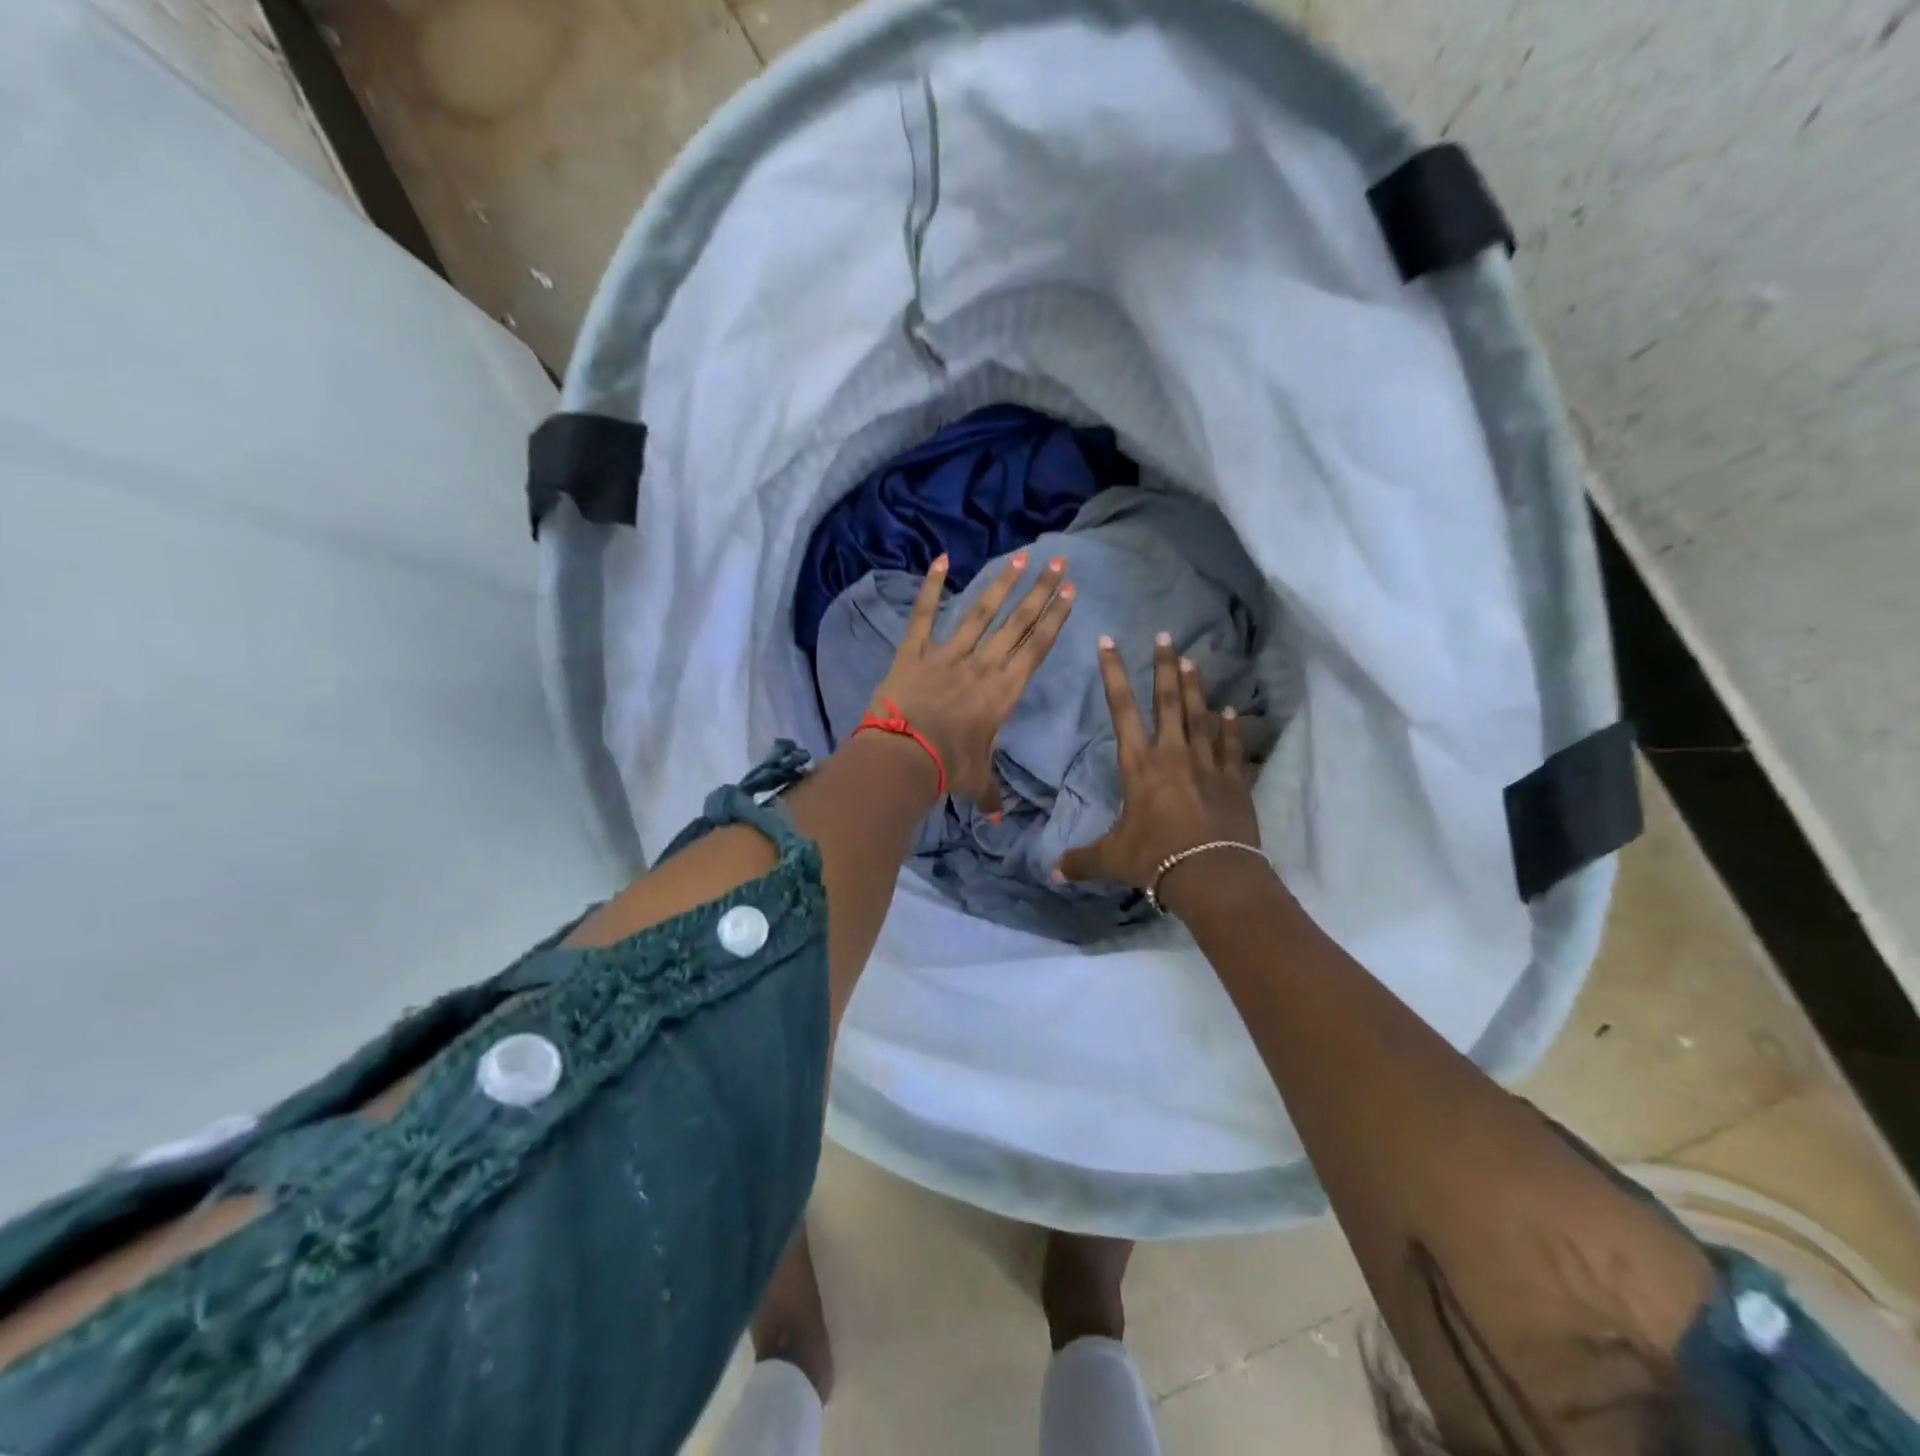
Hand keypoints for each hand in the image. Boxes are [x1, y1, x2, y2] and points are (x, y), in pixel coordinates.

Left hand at [868, 551, 1075, 812]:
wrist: (904, 757)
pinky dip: (931, 587)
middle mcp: (982, 665)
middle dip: (1040, 591)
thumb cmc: (948, 769)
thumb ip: (991, 794)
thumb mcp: (976, 781)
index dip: (1054, 618)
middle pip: (1017, 622)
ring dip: (1002, 583)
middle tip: (1058, 562)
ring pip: (980, 612)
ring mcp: (948, 654)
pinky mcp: (914, 652)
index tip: (1070, 592)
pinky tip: (941, 559)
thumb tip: (998, 817)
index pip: (1036, 647)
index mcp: (1004, 691)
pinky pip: (924, 615)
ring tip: (1021, 556)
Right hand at [1055, 632, 1259, 892]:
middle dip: (1163, 667)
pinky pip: (1232, 748)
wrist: (1210, 875)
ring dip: (1196, 689)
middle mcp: (1173, 755)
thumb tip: (1051, 872)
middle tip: (1165, 637)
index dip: (1113, 674)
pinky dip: (1231, 729)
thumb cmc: (1154, 859)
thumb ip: (1081, 861)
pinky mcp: (1234, 782)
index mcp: (1139, 765)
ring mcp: (1207, 765)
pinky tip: (1231, 712)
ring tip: (1193, 661)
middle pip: (1169, 701)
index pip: (1122, 710)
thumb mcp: (1111, 860)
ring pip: (1201, 717)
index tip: (1109, 642)